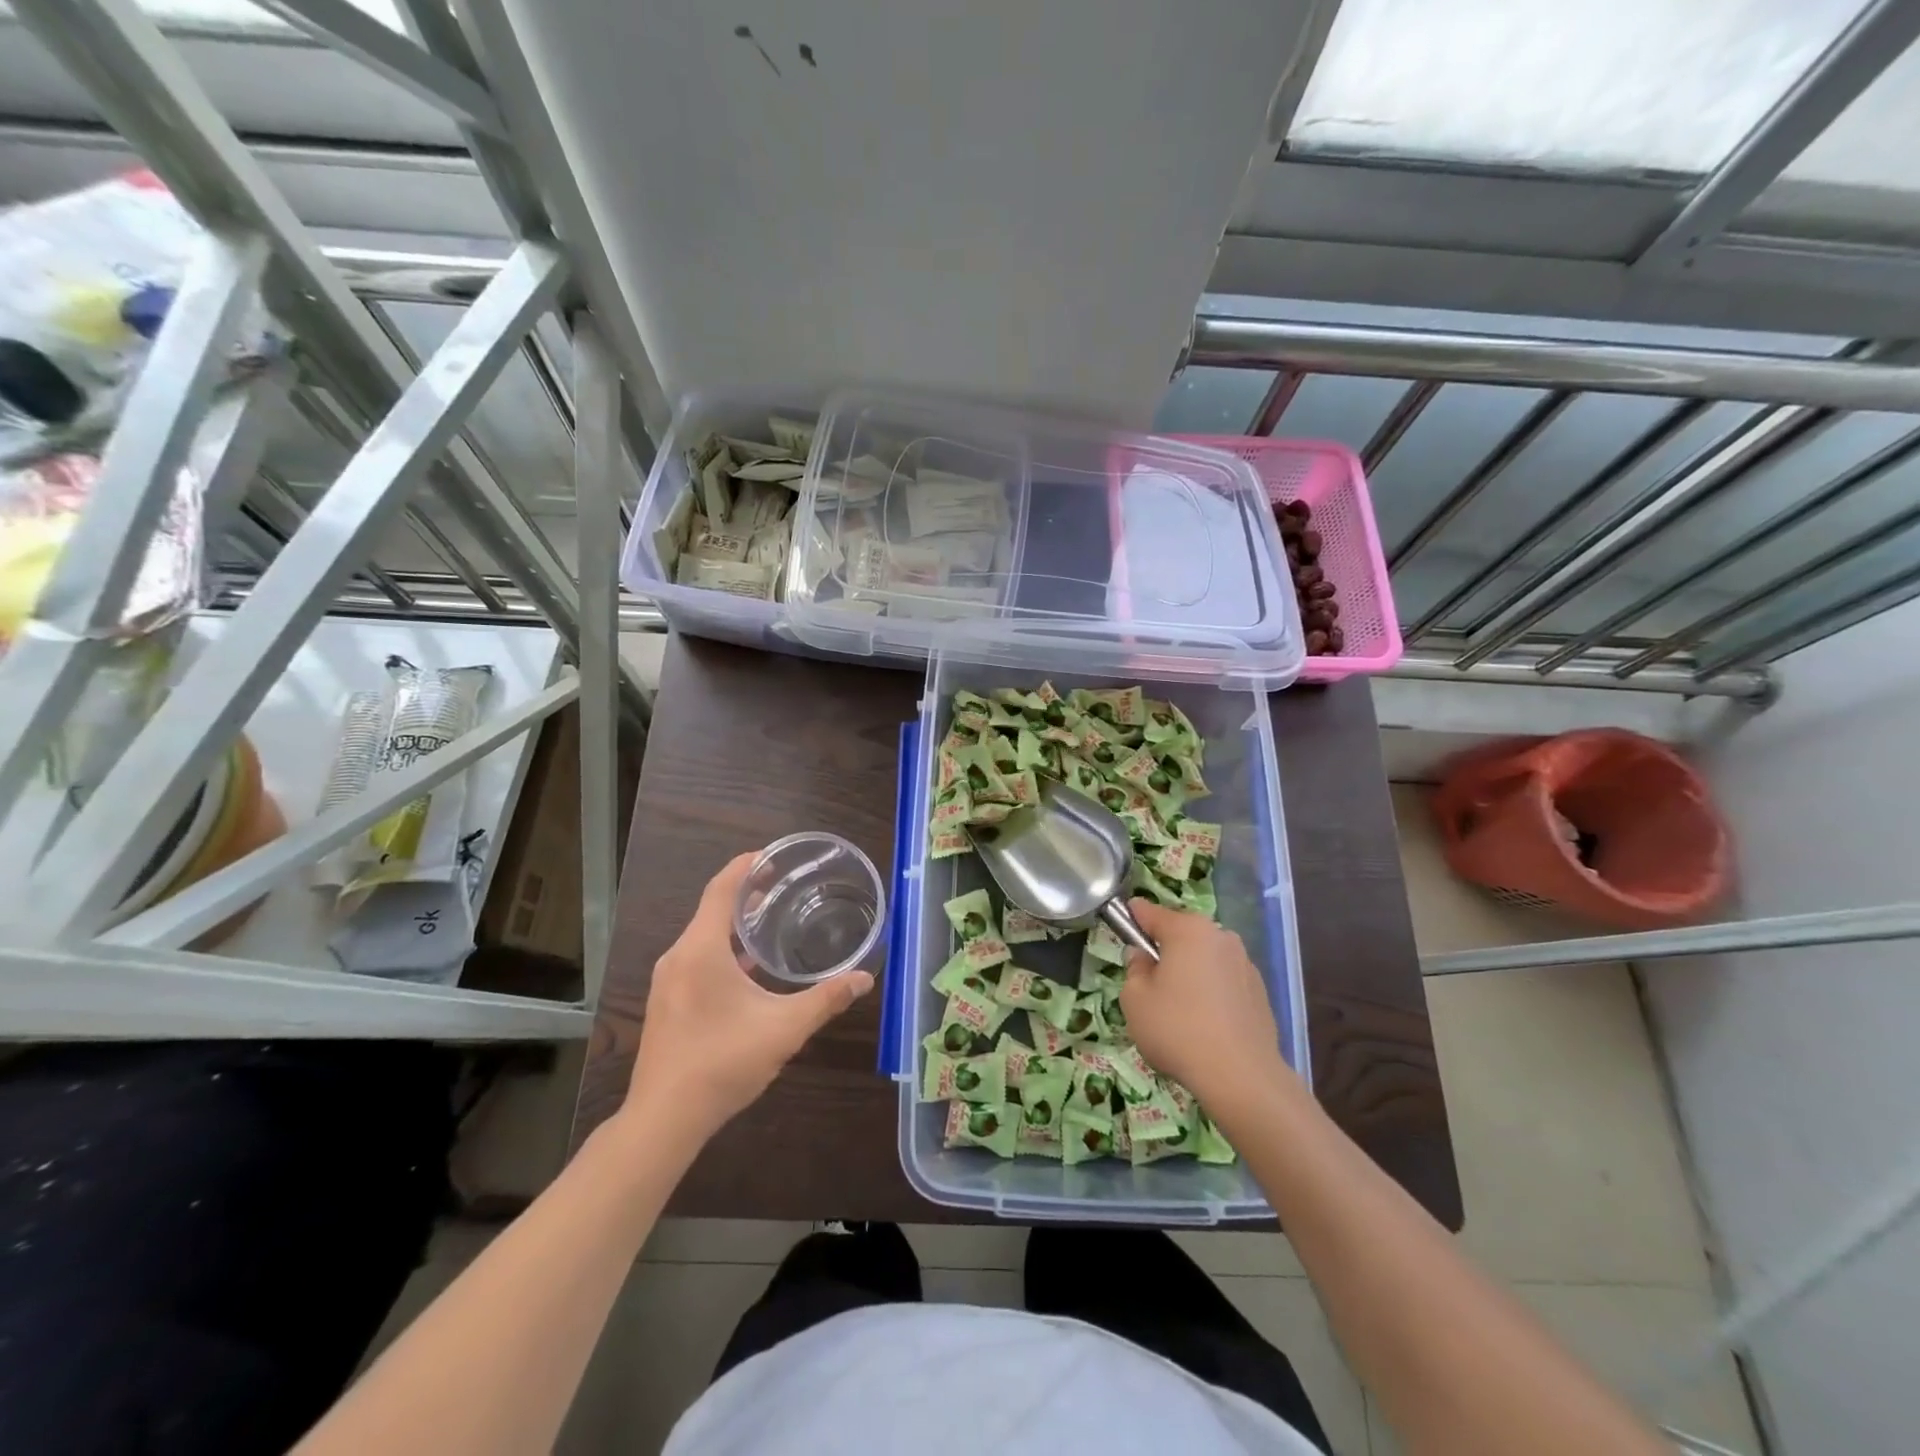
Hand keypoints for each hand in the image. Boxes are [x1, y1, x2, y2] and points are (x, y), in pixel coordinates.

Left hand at [625, 851, 873, 1142]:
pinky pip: (695, 959)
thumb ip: (826, 1000)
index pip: (721, 889)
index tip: (771, 856)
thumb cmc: (723, 1063)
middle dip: (745, 894)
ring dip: (734, 925)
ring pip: (702, 937)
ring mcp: (667, 982)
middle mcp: (678, 957)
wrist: (664, 1120)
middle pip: (711, 910)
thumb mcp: (784, 1028)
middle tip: (781, 888)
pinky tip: (748, 970)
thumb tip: (865, 979)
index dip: (745, 866)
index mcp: (701, 950)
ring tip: (770, 923)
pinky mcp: (666, 1003)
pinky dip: (722, 951)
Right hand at [1119, 899, 1294, 1111]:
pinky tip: (1205, 1025)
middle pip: (1182, 935)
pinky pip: (1224, 982)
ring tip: (1180, 1011)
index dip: (1132, 918)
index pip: (1150, 912)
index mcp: (1188, 930)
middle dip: (1165, 951)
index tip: (1122, 928)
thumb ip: (1134, 969)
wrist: (1241, 1076)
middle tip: (1150, 984)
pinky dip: (1212, 993)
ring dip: (1190, 973)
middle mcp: (1220, 937)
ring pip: (1205, 959)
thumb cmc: (1177, 1029)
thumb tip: (1144, 958)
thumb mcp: (1134, 999)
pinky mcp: (1260, 991)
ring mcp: (1245, 963)